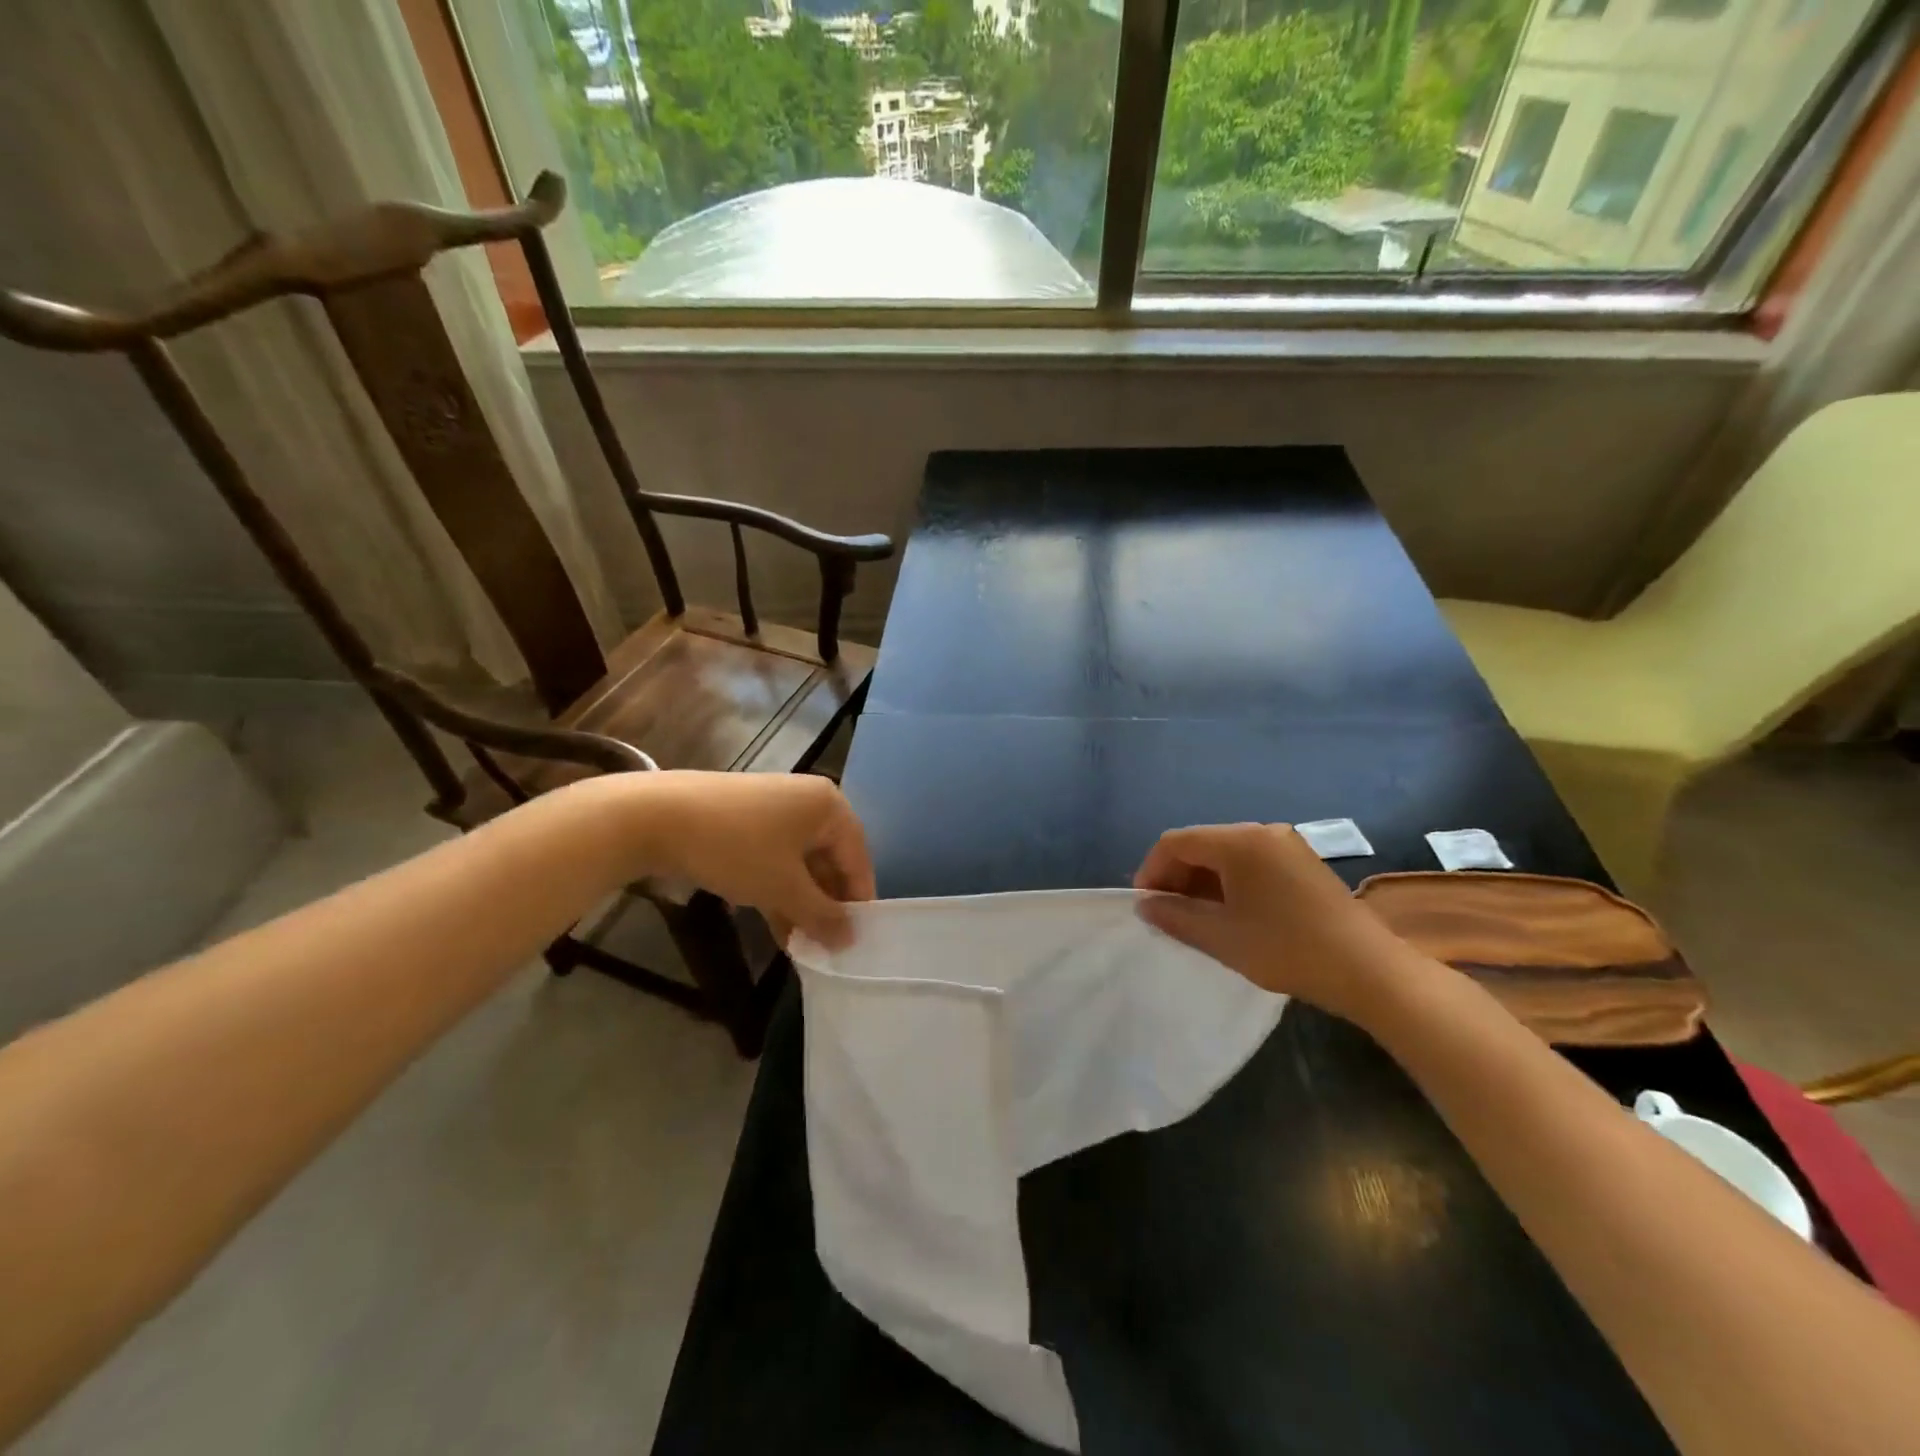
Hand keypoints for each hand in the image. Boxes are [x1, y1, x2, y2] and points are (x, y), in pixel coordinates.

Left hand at [636, 772, 875, 948]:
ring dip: (801, 904)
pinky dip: (779, 890)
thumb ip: (822, 916)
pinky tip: (777, 926)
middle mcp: (808, 802)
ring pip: (801, 864)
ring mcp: (775, 809)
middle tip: (825, 948)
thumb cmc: (736, 848)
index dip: (858, 903)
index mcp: (829, 806)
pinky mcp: (747, 820)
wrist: (656, 816)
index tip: (855, 944)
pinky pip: (776, 859)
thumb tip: (851, 941)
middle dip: (826, 906)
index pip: (858, 860)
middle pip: (830, 861)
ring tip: (802, 947)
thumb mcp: (783, 888)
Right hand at [1133, 823, 1419, 1022]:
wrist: (1369, 970)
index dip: (1152, 871)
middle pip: (1201, 844)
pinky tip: (1233, 914)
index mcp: (1238, 841)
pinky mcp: (1302, 861)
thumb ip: (1175, 916)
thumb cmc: (1287, 949)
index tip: (1146, 906)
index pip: (1175, 842)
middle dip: (1177, 876)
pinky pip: (1251, 862)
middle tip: (1169, 915)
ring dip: (1203, 881)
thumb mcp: (1221, 937)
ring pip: (1226, 854)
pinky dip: (1230, 882)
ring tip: (1198, 919)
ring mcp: (1285, 844)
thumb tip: (1145, 905)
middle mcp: (1260, 831)